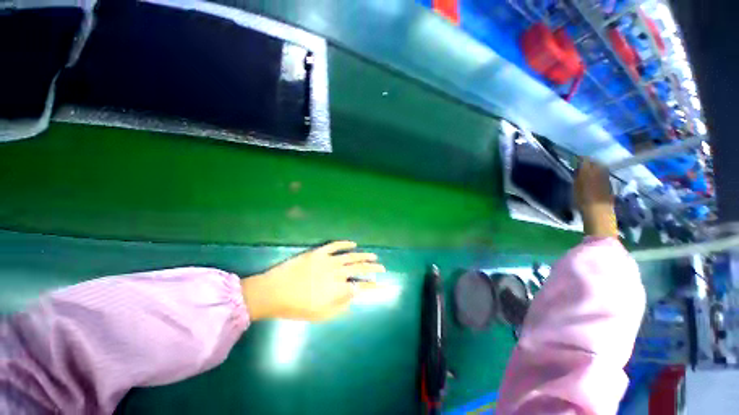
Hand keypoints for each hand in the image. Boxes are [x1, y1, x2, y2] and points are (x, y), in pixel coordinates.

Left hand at [241, 241, 385, 321]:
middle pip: (360, 269)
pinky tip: (353, 244)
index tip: (380, 284)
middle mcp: (337, 273)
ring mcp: (328, 260)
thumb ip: (340, 307)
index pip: (361, 286)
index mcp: (338, 289)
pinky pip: (335, 245)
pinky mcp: (319, 252)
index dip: (372, 285)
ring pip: (351, 256)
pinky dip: (345, 244)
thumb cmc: (296, 307)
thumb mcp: (320, 315)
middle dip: (373, 268)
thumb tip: (353, 297)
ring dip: (364, 256)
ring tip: (373, 256)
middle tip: (382, 267)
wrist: (273, 292)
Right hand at [575, 159, 617, 237]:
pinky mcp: (610, 185)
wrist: (599, 212)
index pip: (585, 160)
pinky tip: (595, 180)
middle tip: (582, 165)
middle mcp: (600, 172)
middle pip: (595, 163)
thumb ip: (578, 176)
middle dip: (590, 163)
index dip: (580, 158)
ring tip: (589, 172)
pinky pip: (604, 176)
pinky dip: (599, 175)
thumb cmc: (584, 200)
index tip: (575, 159)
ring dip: (595, 169)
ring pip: (601, 169)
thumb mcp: (576, 187)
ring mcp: (607, 179)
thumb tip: (578, 167)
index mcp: (589, 171)